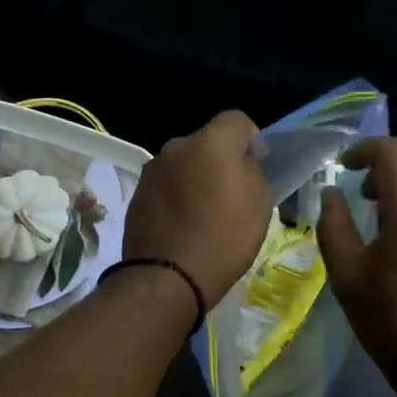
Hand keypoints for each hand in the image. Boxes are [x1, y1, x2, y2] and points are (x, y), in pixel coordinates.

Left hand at [124, 111, 273, 307]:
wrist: (167, 277)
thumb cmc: (224, 237)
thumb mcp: (260, 203)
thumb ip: (253, 169)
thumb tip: (243, 159)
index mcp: (211, 141)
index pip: (238, 119)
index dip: (252, 139)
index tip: (257, 166)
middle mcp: (177, 146)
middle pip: (207, 142)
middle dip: (220, 160)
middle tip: (232, 193)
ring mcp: (152, 170)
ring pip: (184, 164)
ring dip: (196, 178)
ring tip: (204, 213)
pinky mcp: (136, 194)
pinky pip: (166, 186)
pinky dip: (176, 197)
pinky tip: (183, 225)